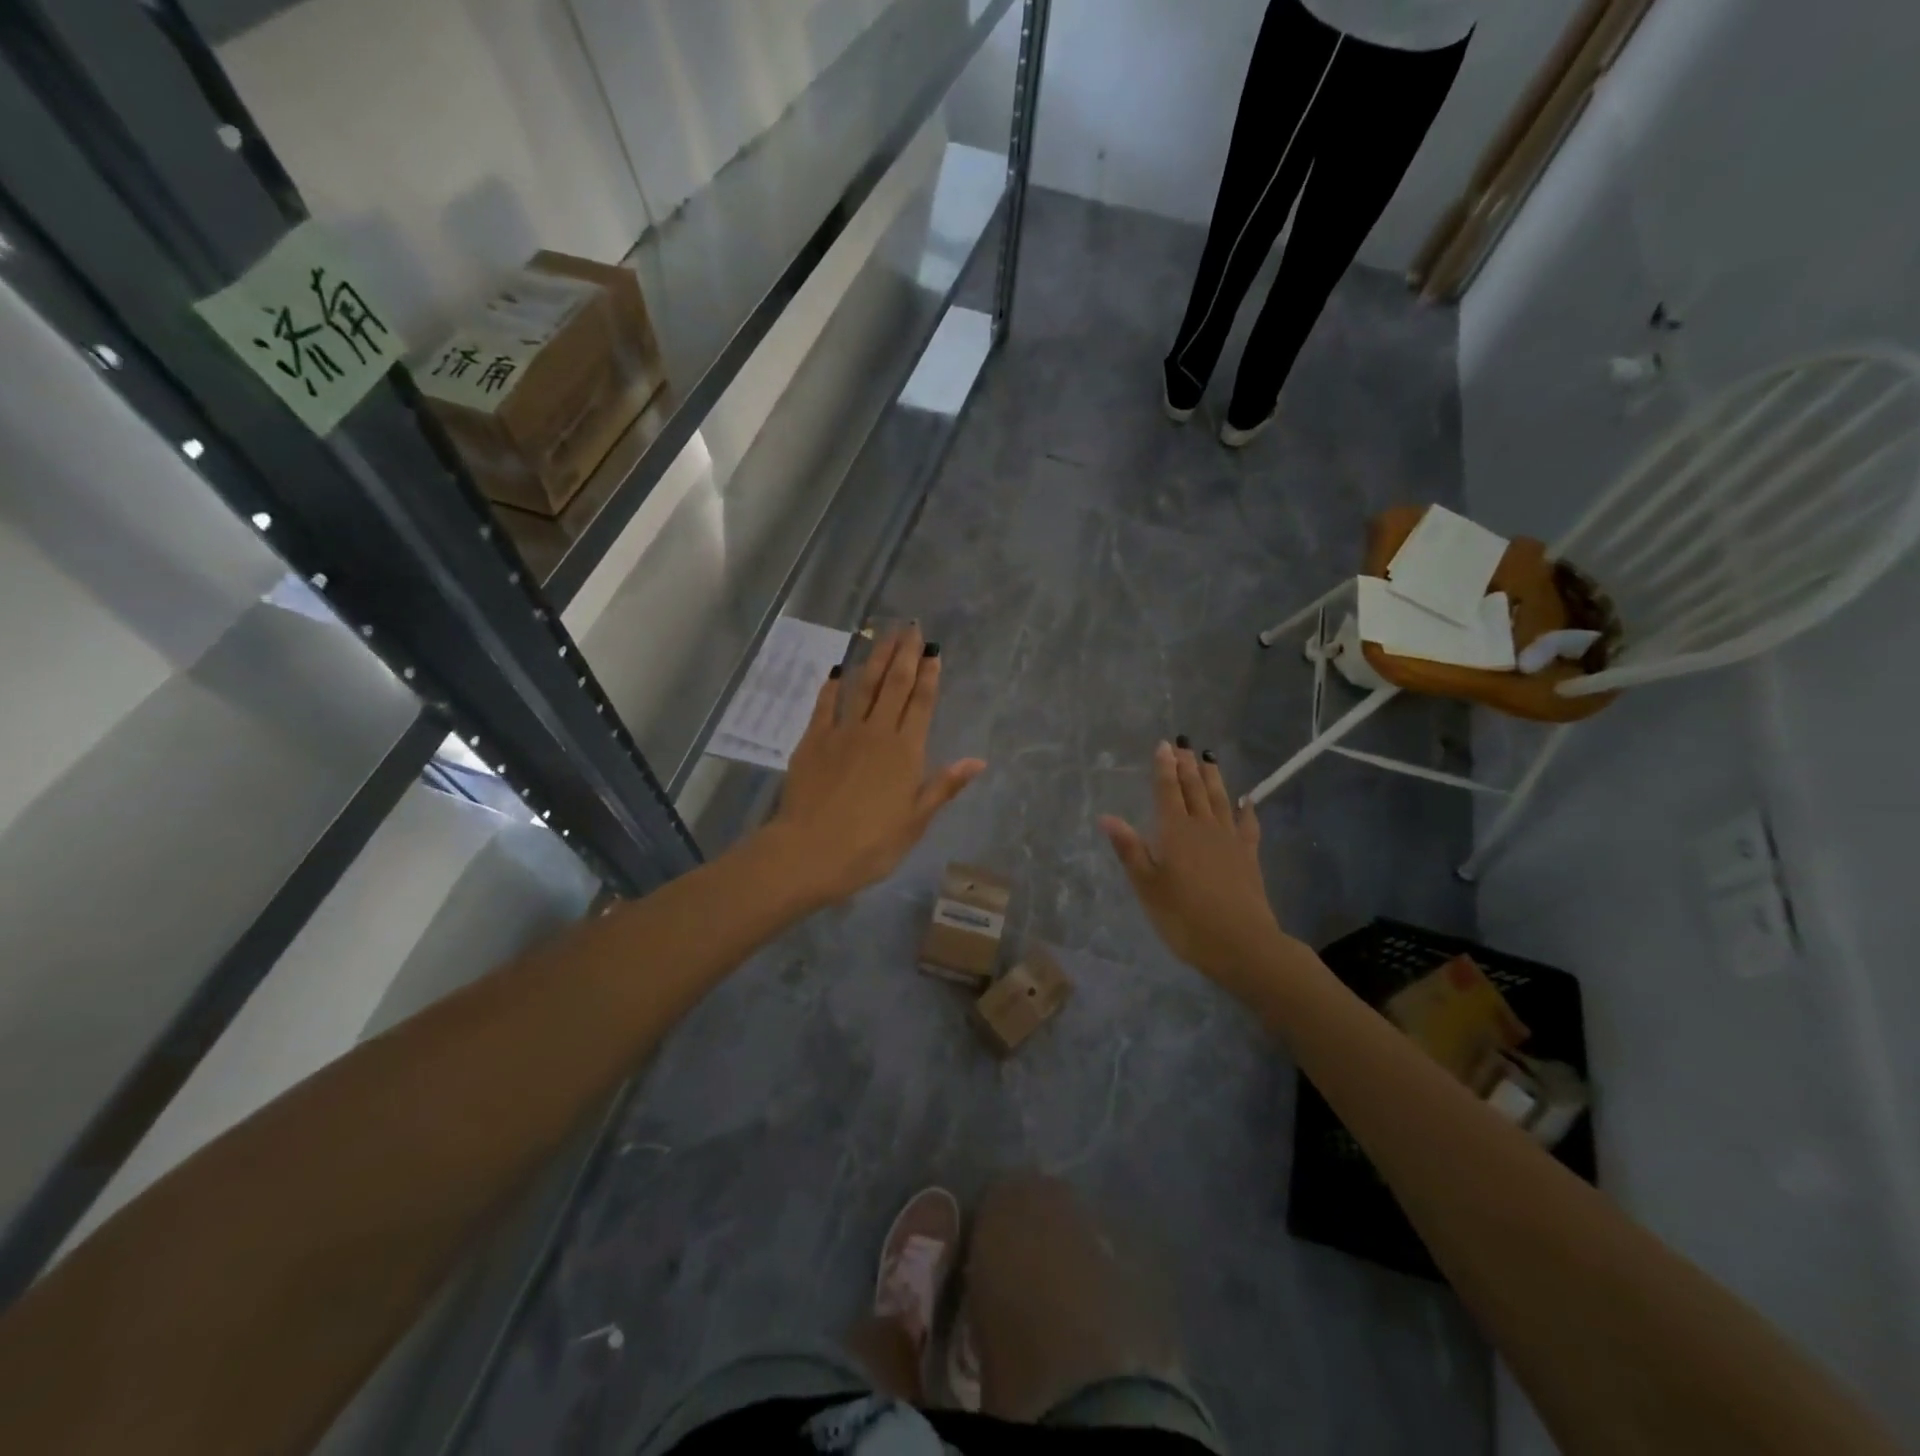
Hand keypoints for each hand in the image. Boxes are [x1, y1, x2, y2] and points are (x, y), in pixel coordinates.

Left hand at [764, 625, 986, 904]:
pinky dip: (833, 685)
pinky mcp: (812, 740)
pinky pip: (825, 704)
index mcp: (906, 751)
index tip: (933, 650)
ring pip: (863, 686)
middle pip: (893, 685)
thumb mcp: (916, 821)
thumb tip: (978, 760)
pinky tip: (839, 670)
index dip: (928, 675)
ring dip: (875, 659)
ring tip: (884, 634)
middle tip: (911, 627)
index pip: (921, 703)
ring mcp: (842, 732)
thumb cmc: (871, 844)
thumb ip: (944, 786)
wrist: (810, 851)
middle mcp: (876, 732)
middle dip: (904, 654)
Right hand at [1100, 742, 1285, 984]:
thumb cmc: (1184, 917)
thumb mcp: (1147, 886)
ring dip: (1213, 777)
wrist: (1241, 943)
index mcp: (1175, 832)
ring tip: (1209, 758)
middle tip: (1183, 744)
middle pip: (1194, 789)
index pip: (1168, 792)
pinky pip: (1248, 824)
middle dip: (1187, 765)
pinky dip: (1246, 809)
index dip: (1164, 768)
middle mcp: (1203, 827)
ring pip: (1220, 799)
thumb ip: (1130, 849)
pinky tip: (1247, 800)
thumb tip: (1106, 817)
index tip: (1164, 745)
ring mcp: (1230, 840)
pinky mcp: (1248, 856)